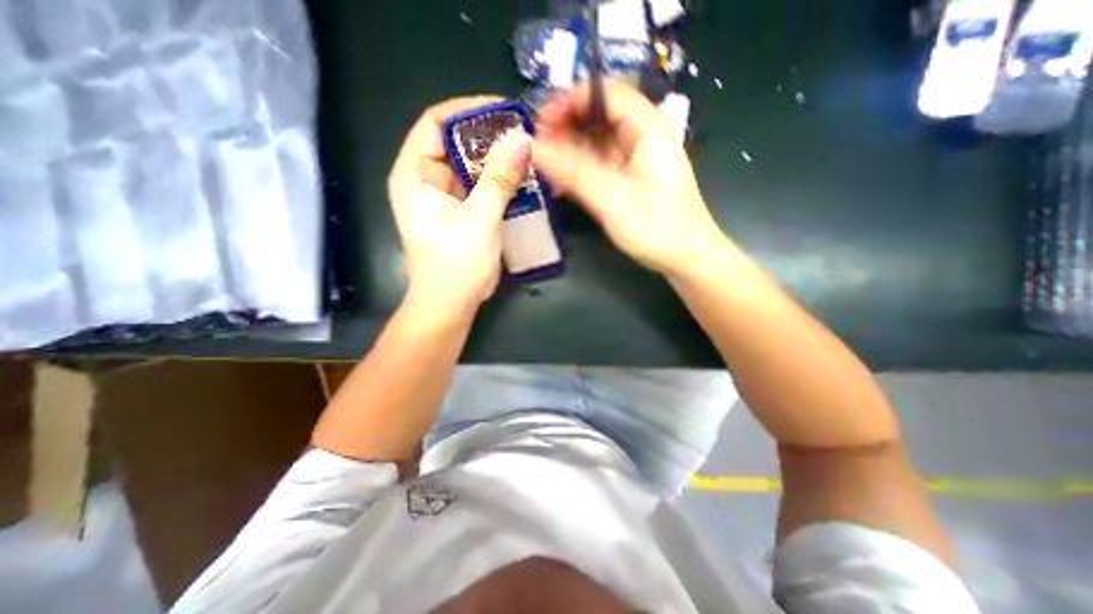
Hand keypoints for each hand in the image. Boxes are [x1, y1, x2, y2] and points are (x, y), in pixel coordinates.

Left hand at [388, 99, 532, 313]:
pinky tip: (521, 179)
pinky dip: (499, 181)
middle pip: (456, 143)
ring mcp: (446, 197)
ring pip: (472, 166)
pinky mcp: (462, 212)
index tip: (503, 110)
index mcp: (414, 174)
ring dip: (497, 160)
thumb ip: (500, 178)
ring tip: (527, 154)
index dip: (468, 112)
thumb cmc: (456, 264)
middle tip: (523, 134)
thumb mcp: (479, 218)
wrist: (452, 304)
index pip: (436, 123)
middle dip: (489, 137)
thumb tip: (522, 139)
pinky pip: (481, 187)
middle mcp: (426, 180)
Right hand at [538, 80, 727, 276]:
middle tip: (536, 147)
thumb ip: (574, 172)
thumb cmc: (658, 228)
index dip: (570, 100)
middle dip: (565, 126)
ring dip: (568, 150)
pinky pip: (599, 164)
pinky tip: (560, 183)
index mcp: (648, 128)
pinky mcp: (629, 178)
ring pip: (596, 141)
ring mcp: (636, 159)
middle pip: (598, 115)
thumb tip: (535, 147)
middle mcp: (642, 136)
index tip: (541, 123)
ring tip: (542, 166)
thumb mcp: (613, 200)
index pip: (605, 92)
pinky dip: (579, 169)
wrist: (686, 258)